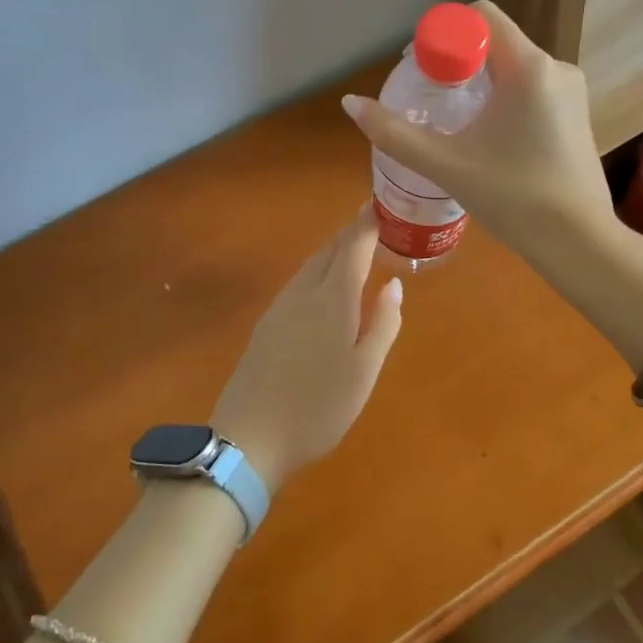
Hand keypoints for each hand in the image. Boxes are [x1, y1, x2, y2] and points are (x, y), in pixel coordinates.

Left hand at [211, 207, 404, 493]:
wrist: (249, 437)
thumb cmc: (318, 408)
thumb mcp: (364, 372)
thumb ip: (383, 325)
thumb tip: (394, 285)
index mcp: (333, 301)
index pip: (353, 248)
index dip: (367, 224)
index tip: (379, 205)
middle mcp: (304, 294)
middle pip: (328, 252)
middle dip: (350, 233)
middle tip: (370, 221)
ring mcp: (280, 309)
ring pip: (309, 266)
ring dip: (332, 251)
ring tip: (351, 248)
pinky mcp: (265, 326)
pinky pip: (297, 283)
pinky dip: (316, 271)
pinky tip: (321, 286)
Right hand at [341, 1, 615, 261]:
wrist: (579, 242)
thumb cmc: (514, 199)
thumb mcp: (447, 165)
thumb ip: (395, 133)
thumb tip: (350, 103)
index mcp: (529, 67)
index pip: (480, 17)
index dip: (443, 35)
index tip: (422, 72)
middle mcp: (556, 67)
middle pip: (494, 42)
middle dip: (457, 63)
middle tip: (429, 100)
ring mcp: (571, 91)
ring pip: (513, 66)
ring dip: (479, 83)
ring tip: (455, 123)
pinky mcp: (577, 113)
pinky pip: (531, 87)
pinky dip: (503, 98)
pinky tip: (488, 137)